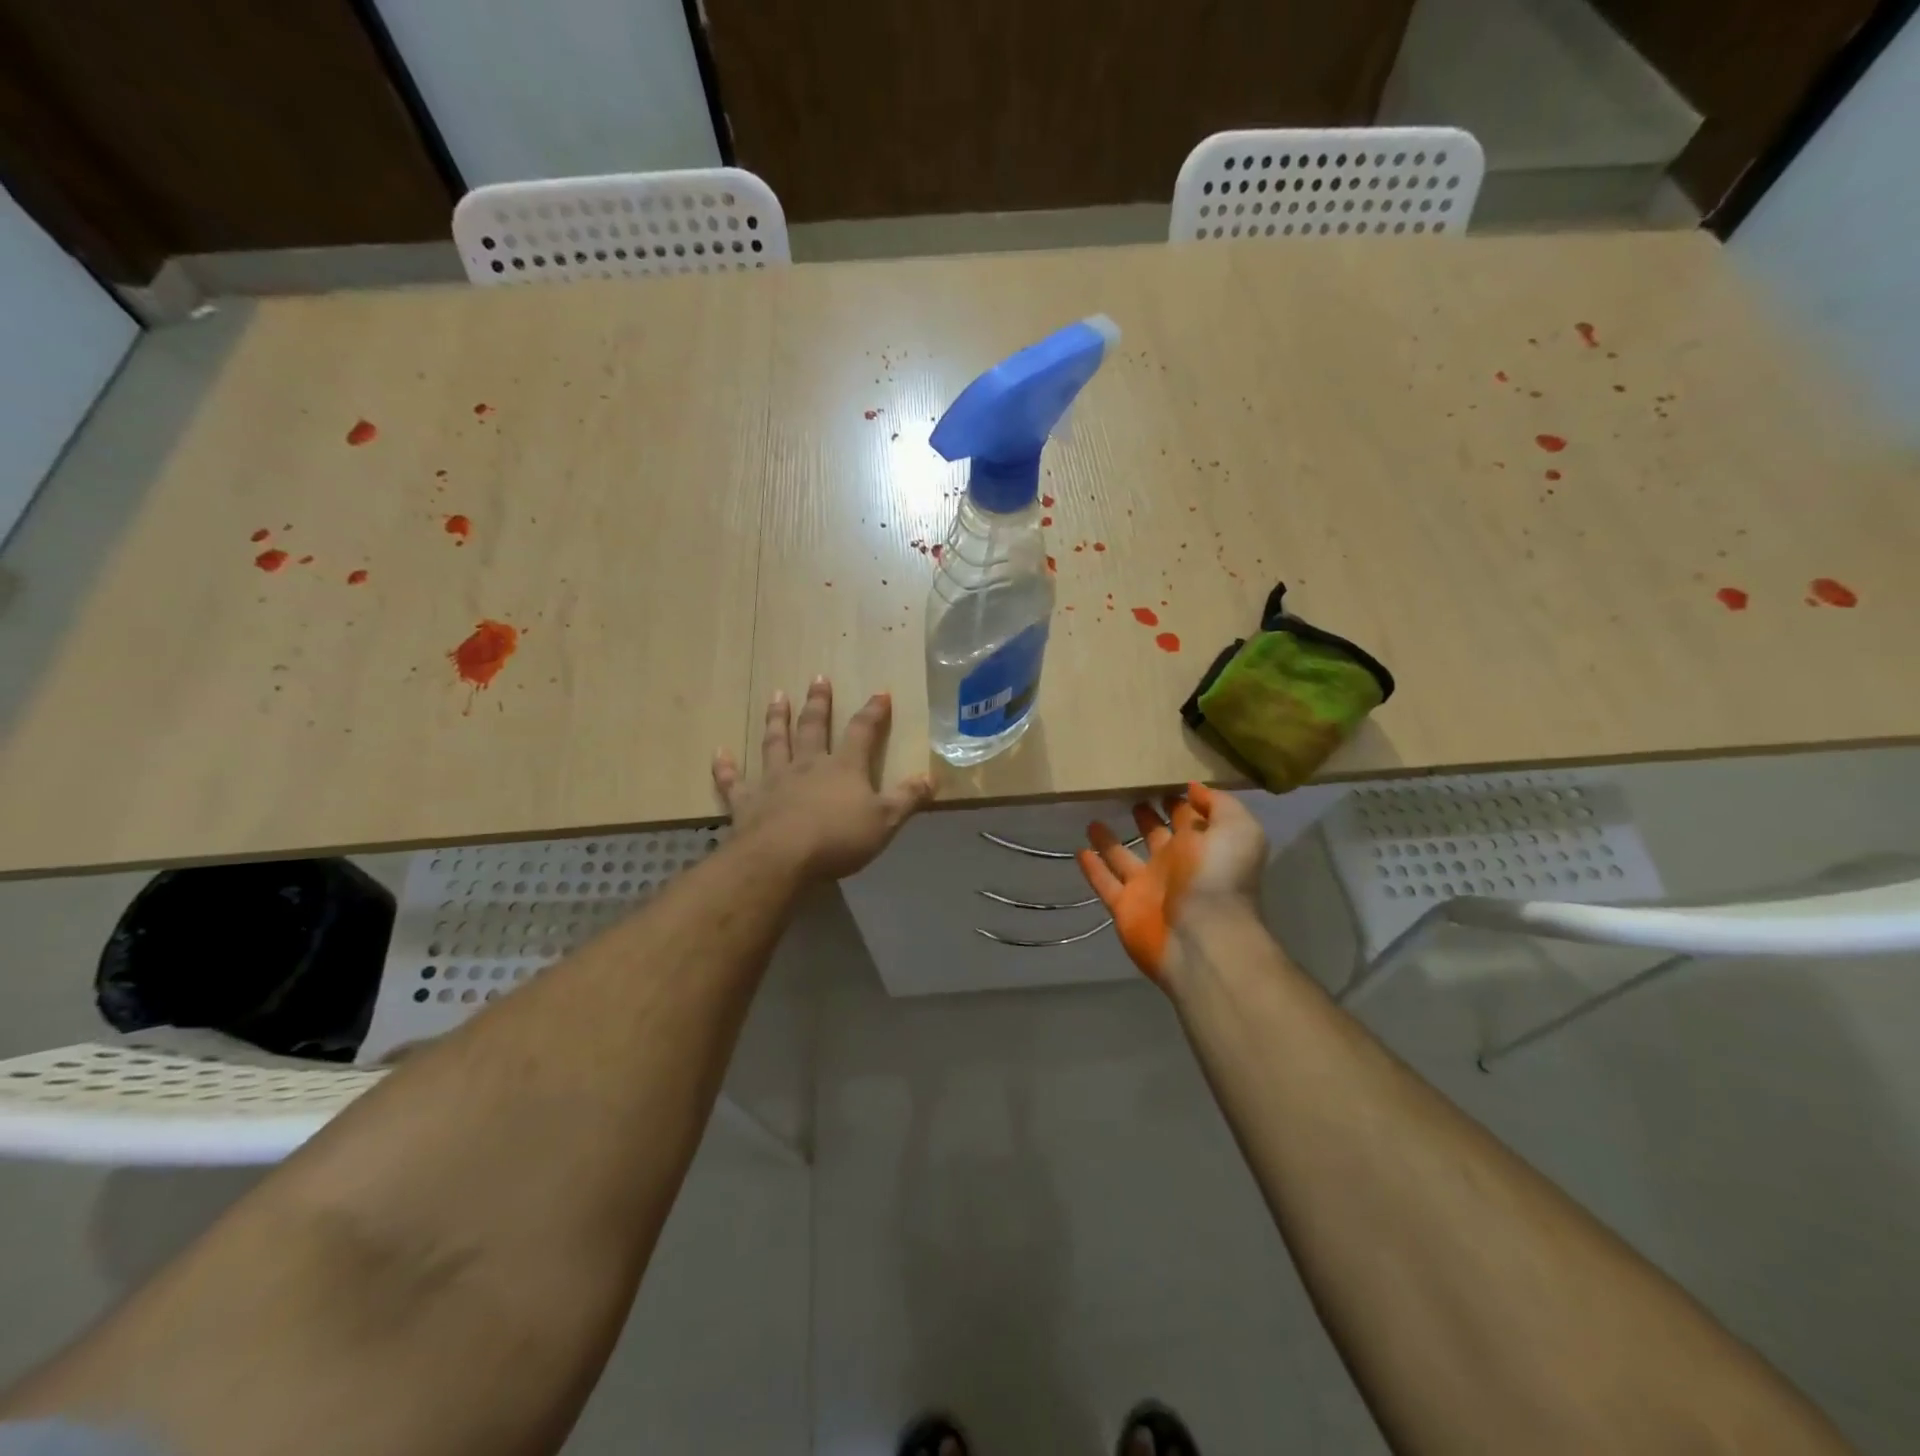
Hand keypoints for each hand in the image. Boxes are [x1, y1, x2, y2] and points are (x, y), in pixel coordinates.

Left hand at [713, 677, 935, 880]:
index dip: (873, 712)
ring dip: (777, 719)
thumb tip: (932, 777)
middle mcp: (808, 765)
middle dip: (819, 703)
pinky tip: (720, 753)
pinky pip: (734, 781)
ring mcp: (774, 780)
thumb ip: (907, 798)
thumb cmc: (837, 839)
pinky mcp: (746, 802)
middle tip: (818, 678)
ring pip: (775, 742)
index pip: (862, 732)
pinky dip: (726, 768)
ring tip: (776, 696)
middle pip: (814, 727)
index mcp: (843, 767)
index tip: (880, 693)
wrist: (780, 858)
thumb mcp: (885, 821)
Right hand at [1077, 782, 1266, 987]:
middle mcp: (1174, 864)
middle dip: (1146, 818)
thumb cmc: (1220, 876)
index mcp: (1202, 845)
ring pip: (1123, 858)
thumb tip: (1194, 788)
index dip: (1177, 800)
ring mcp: (1147, 887)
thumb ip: (1218, 805)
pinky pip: (1104, 883)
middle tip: (1127, 797)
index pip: (1187, 818)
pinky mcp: (1124, 907)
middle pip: (1155, 836)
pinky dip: (1092, 869)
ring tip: (1093, 821)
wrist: (1203, 937)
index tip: (1158, 781)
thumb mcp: (1237, 829)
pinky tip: (1079, 851)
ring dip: (1110, 841)